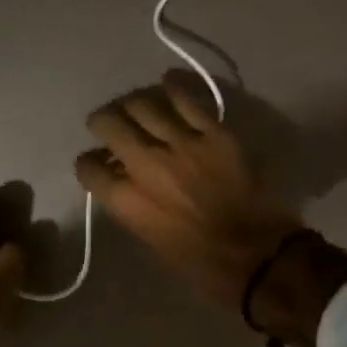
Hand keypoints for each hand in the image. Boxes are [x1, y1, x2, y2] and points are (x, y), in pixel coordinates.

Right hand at [74, 70, 304, 311]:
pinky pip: (187, 99)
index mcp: (126, 201)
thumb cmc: (200, 264)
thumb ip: (132, 206)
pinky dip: (173, 86)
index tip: (97, 164)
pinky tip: (168, 82)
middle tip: (109, 124)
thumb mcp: (150, 240)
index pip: (88, 167)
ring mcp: (181, 144)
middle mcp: (145, 165)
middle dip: (102, 122)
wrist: (257, 256)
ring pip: (143, 105)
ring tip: (136, 107)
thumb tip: (124, 183)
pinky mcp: (214, 133)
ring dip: (133, 104)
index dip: (89, 164)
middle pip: (109, 124)